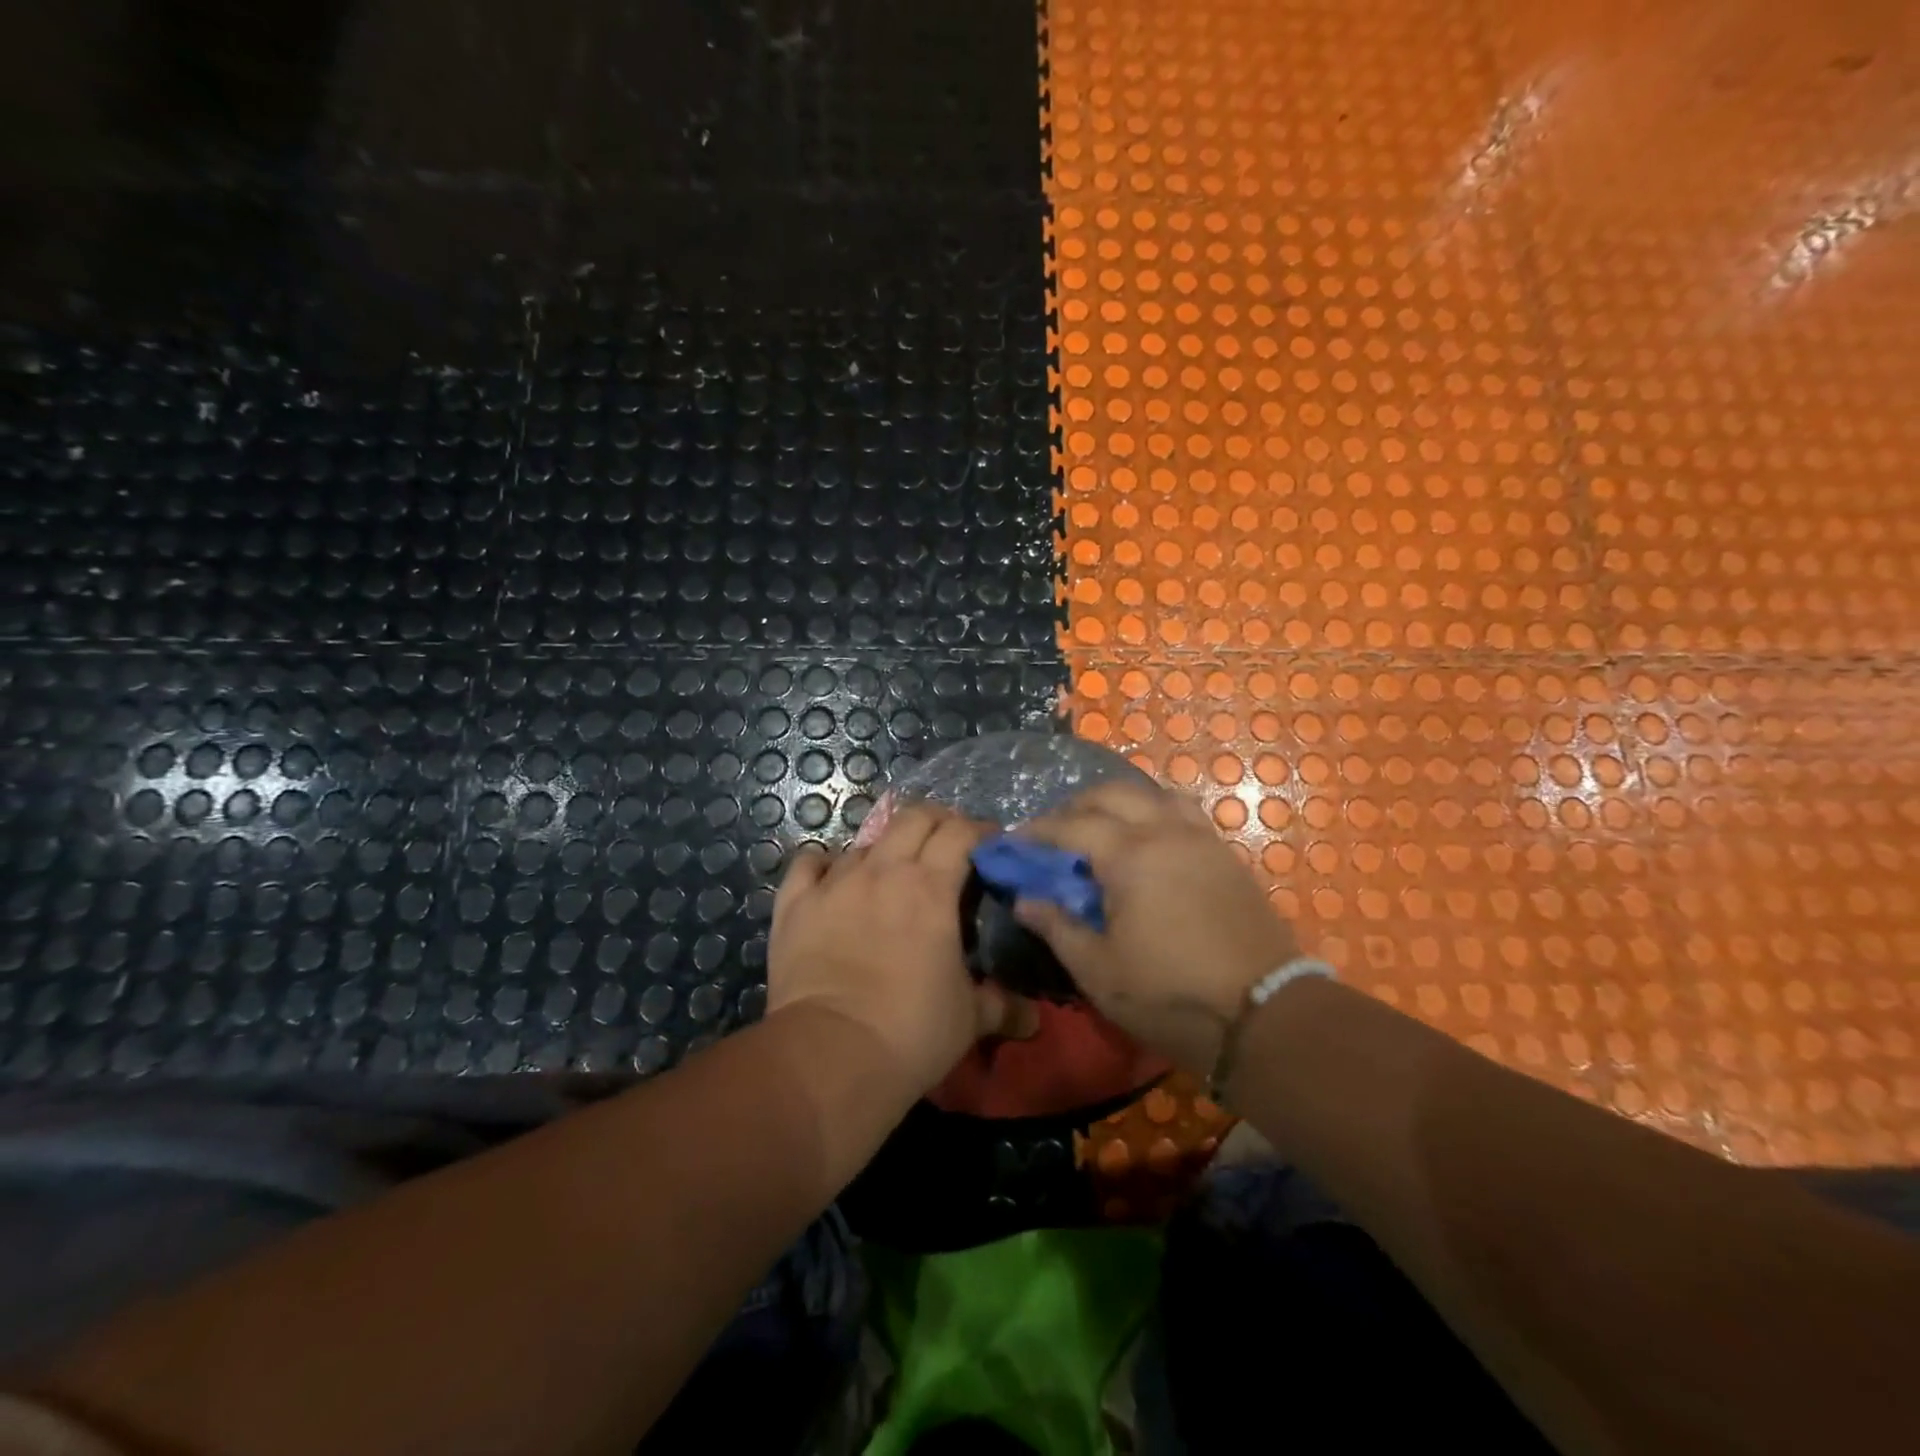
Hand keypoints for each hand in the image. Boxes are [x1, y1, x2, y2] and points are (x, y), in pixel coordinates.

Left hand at [768, 804, 1031, 1097]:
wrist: (831, 1056)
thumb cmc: (911, 1031)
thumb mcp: (970, 1019)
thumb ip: (1003, 1006)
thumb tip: (1031, 1017)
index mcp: (931, 888)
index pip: (960, 833)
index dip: (979, 831)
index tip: (989, 845)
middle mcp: (883, 871)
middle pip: (914, 818)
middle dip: (937, 821)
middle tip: (948, 843)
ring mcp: (834, 883)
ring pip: (864, 841)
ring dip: (885, 848)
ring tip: (892, 872)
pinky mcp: (795, 904)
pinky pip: (808, 863)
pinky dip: (824, 863)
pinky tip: (831, 877)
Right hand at [1013, 780, 1301, 1074]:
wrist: (1264, 1015)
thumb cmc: (1170, 995)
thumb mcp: (1099, 971)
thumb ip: (1058, 927)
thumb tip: (1025, 900)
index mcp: (1130, 856)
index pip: (1072, 825)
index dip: (1037, 831)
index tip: (1014, 840)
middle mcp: (1166, 833)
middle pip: (1113, 794)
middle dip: (1076, 806)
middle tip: (1054, 832)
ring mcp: (1202, 840)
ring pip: (1154, 795)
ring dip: (1120, 802)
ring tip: (1103, 829)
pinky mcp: (1227, 856)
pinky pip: (1184, 813)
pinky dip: (1155, 813)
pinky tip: (1149, 843)